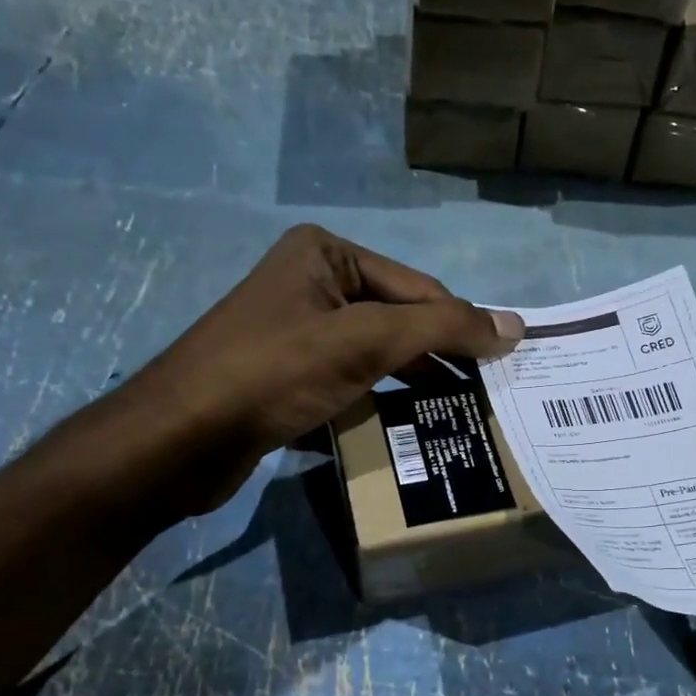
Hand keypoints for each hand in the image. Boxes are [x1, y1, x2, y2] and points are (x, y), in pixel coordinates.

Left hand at [104, 224, 522, 518]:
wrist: (180, 439)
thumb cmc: (275, 372)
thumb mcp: (366, 341)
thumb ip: (443, 330)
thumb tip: (516, 327)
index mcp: (328, 255)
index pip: (419, 289)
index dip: (463, 327)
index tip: (506, 368)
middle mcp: (313, 284)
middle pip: (400, 320)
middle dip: (440, 358)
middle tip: (487, 397)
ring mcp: (299, 332)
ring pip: (377, 354)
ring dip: (415, 383)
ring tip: (460, 414)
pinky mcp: (288, 376)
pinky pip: (352, 381)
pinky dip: (381, 401)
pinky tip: (409, 426)